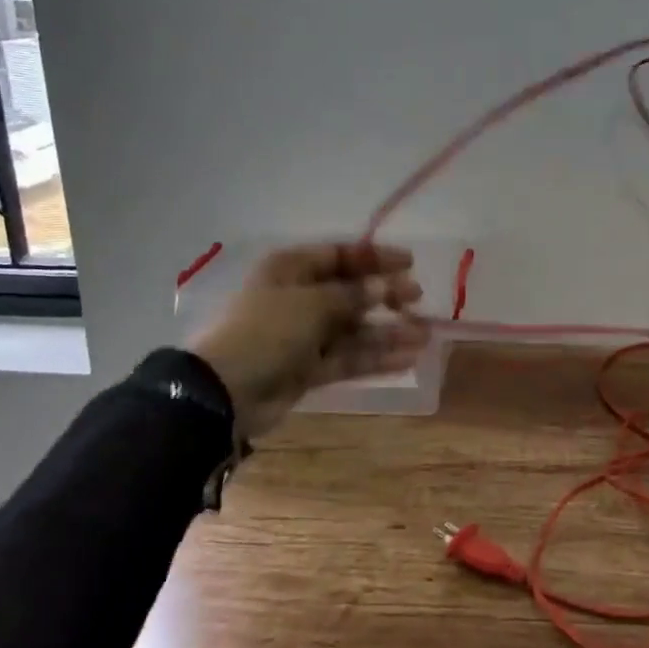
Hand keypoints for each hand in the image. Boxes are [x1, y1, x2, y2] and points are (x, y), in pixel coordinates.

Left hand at [188, 243, 429, 439]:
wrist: (224, 392)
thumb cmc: (266, 331)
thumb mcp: (311, 303)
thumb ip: (352, 295)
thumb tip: (384, 287)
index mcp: (291, 269)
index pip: (340, 256)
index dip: (375, 258)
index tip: (410, 263)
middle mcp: (299, 298)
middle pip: (350, 292)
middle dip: (385, 295)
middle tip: (417, 299)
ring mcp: (303, 335)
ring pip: (354, 329)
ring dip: (388, 331)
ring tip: (424, 335)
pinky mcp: (308, 368)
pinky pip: (348, 358)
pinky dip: (375, 358)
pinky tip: (407, 358)